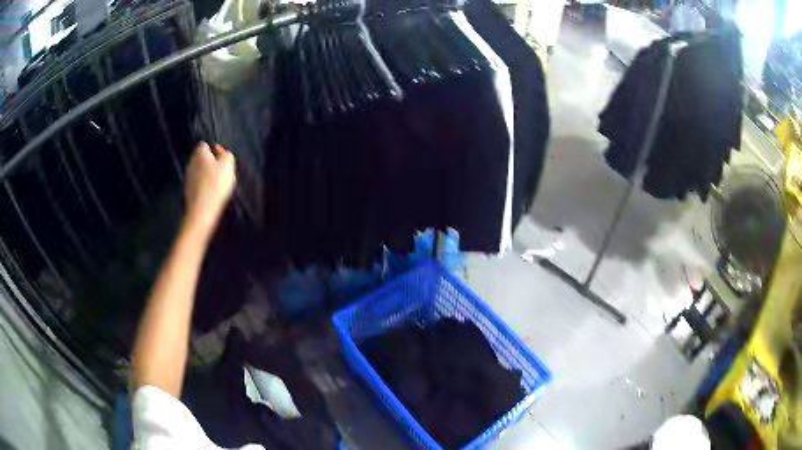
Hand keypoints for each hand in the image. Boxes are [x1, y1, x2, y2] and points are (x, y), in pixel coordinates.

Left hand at [184, 142, 235, 234]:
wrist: (202, 210)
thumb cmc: (215, 185)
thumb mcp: (228, 165)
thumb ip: (226, 154)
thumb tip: (222, 152)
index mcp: (199, 153)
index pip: (205, 145)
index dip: (215, 151)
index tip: (222, 159)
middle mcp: (191, 162)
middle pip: (202, 159)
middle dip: (211, 163)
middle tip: (222, 172)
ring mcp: (188, 177)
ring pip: (200, 171)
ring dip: (207, 175)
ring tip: (218, 185)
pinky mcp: (188, 190)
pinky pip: (198, 184)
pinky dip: (204, 186)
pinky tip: (211, 193)